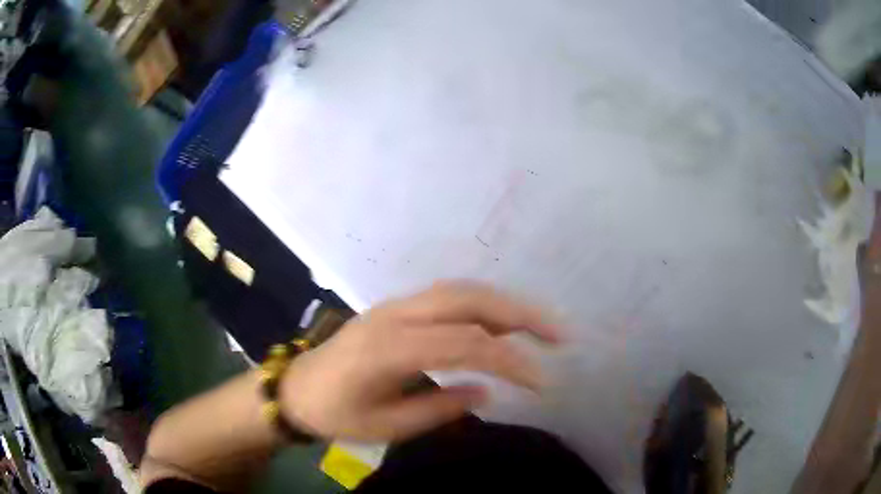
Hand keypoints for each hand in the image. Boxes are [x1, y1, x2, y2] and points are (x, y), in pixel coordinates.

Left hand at [278, 281, 560, 441]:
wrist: (296, 387)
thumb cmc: (334, 413)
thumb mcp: (384, 426)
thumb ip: (438, 409)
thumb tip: (487, 391)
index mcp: (389, 348)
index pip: (466, 345)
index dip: (510, 360)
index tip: (542, 382)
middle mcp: (396, 315)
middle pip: (468, 300)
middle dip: (520, 314)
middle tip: (559, 334)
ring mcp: (394, 305)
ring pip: (460, 291)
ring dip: (505, 304)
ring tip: (540, 325)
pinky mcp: (396, 308)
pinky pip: (447, 296)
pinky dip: (482, 304)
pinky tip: (500, 320)